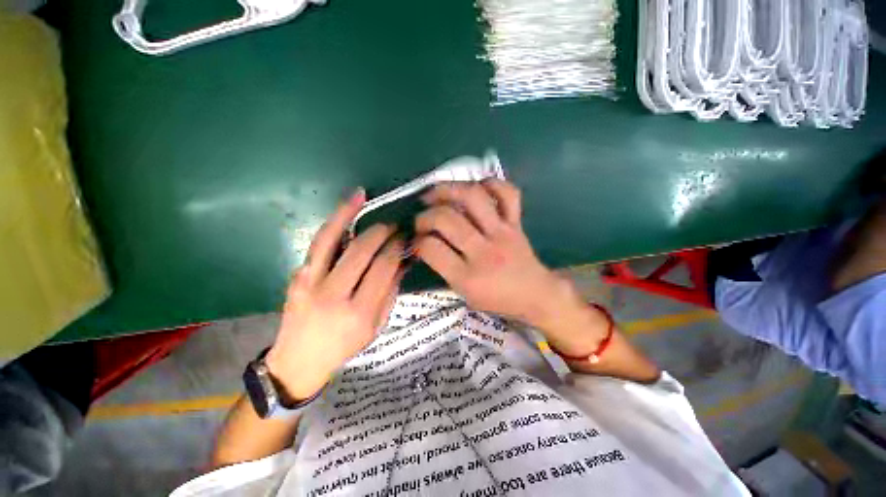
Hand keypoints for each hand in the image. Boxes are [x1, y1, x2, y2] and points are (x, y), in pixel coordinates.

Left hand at [266, 189, 403, 400]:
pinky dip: (333, 222)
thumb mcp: (377, 325)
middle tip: (392, 226)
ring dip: (349, 213)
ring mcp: (310, 282)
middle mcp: (333, 295)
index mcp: (359, 313)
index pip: (383, 268)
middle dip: (381, 232)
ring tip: (363, 197)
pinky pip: (319, 243)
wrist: (299, 360)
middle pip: (361, 251)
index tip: (404, 239)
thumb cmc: (345, 345)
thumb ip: (390, 291)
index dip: (396, 248)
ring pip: (331, 239)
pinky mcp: (297, 275)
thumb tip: (402, 260)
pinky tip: (345, 208)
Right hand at [413, 180, 589, 332]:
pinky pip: (507, 193)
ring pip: (473, 197)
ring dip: (448, 189)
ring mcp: (503, 233)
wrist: (536, 295)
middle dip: (425, 216)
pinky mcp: (516, 222)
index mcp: (468, 278)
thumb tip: (425, 241)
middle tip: (421, 219)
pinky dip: (490, 184)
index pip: (431, 249)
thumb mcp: (464, 294)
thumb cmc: (497, 300)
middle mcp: (485, 252)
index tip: (416, 240)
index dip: (417, 241)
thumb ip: (444, 269)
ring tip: (436, 193)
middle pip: (446, 219)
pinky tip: (475, 188)